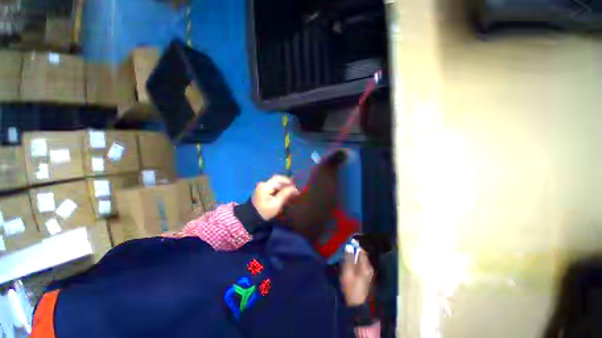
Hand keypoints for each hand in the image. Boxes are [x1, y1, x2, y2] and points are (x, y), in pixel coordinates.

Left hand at [252, 175, 299, 220]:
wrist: (252, 220)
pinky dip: (279, 192)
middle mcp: (263, 185)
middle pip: (277, 182)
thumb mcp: (276, 204)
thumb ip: (285, 194)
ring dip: (283, 189)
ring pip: (275, 186)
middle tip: (294, 191)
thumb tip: (294, 188)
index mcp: (265, 186)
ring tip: (290, 195)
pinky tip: (284, 197)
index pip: (278, 178)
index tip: (295, 186)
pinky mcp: (262, 193)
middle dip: (286, 186)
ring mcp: (262, 189)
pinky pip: (273, 190)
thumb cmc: (264, 211)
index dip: (287, 180)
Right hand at [340, 251, 373, 305]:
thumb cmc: (351, 288)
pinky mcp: (365, 277)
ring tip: (343, 259)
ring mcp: (367, 272)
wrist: (356, 306)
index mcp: (366, 265)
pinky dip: (353, 263)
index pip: (361, 250)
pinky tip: (347, 266)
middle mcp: (368, 267)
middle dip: (352, 252)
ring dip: (351, 258)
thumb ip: (348, 258)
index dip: (353, 246)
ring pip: (359, 260)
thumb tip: (348, 246)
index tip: (345, 245)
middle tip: (342, 253)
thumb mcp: (347, 272)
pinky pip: (359, 265)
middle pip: (360, 255)